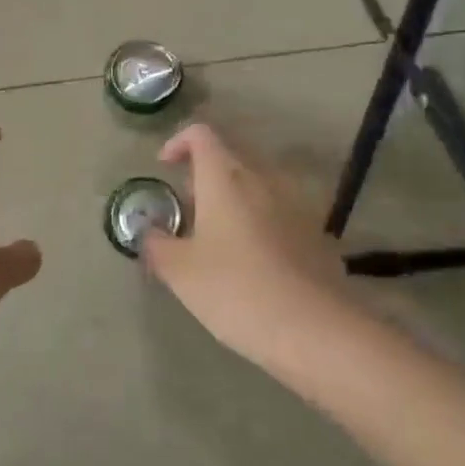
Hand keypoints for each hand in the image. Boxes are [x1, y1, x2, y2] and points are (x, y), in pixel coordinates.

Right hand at [142, 124, 358, 369]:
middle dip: (202, 178)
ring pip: (256, 187)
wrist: (314, 330)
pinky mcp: (316, 233)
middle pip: (229, 159)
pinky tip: (252, 264)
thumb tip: (148, 232)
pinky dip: (258, 225)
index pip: (201, 135)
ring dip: (232, 202)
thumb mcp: (180, 272)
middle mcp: (263, 179)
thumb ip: (156, 245)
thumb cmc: (235, 290)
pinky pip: (278, 214)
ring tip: (215, 240)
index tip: (164, 167)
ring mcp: (295, 205)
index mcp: (225, 178)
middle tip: (185, 212)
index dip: (178, 143)